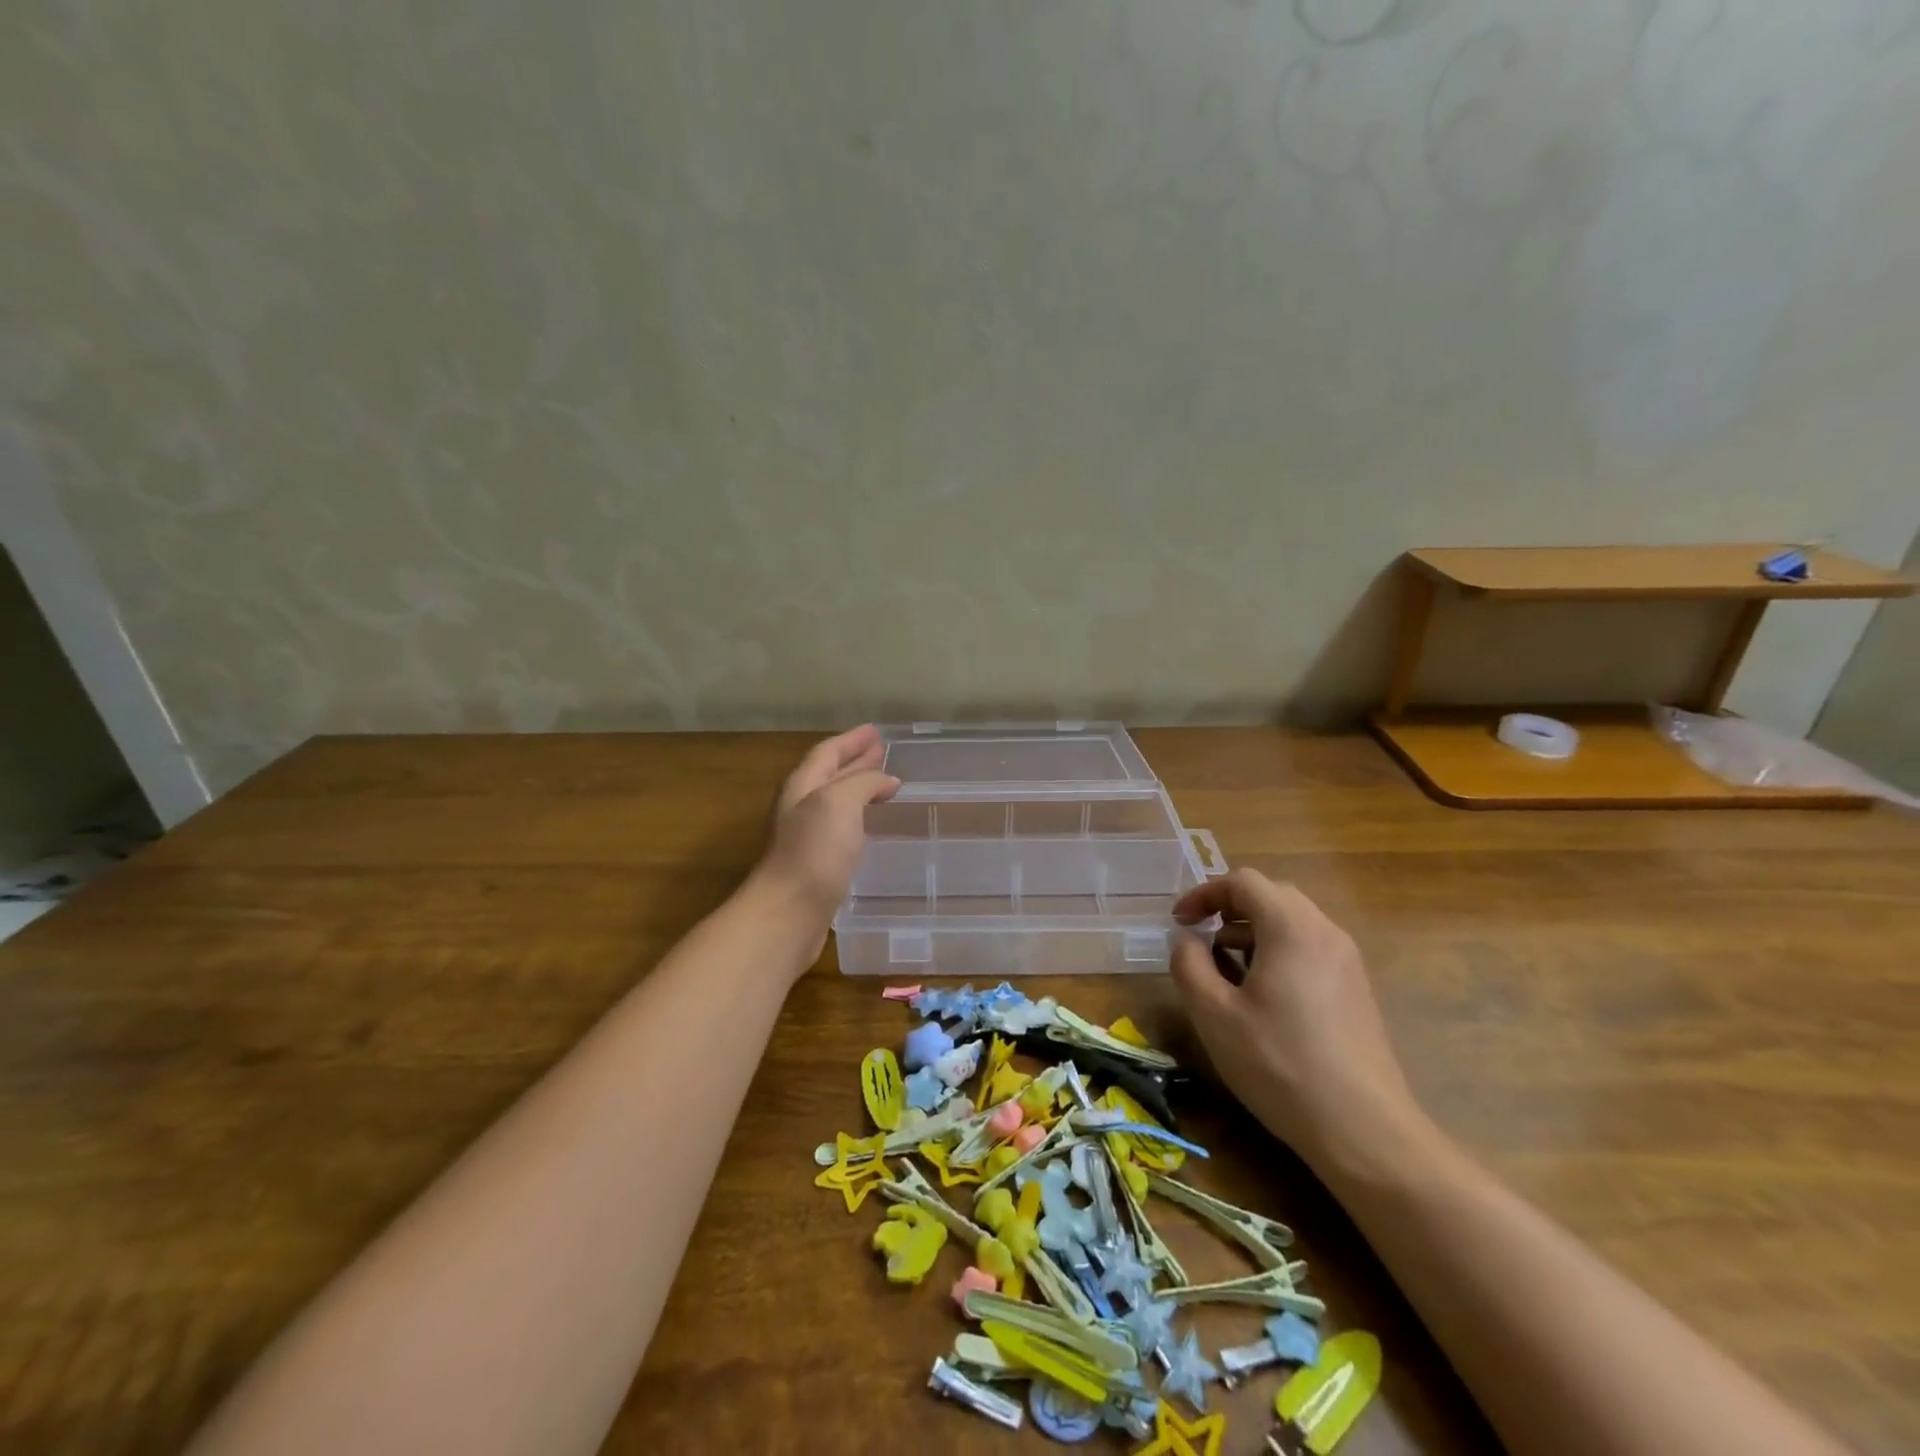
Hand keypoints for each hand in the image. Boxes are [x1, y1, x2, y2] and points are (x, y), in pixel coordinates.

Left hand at [748, 726, 900, 957]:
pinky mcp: (818, 863)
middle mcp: (801, 806)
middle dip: (856, 761)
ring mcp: (807, 836)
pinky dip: (859, 816)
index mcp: (803, 785)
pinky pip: (842, 827)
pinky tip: (871, 823)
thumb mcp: (839, 802)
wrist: (789, 913)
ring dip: (859, 787)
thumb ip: (863, 783)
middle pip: (830, 774)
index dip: (852, 740)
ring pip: (837, 801)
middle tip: (882, 752)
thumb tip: (887, 780)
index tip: (876, 731)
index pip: (828, 752)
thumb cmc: (814, 851)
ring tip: (884, 783)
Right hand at [1170, 869, 1429, 1177]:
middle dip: (1229, 909)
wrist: (1364, 1130)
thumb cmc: (1280, 1064)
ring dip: (1252, 932)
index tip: (1179, 922)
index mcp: (1291, 927)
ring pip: (1293, 922)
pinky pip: (1310, 948)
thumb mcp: (1214, 1014)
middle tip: (1200, 938)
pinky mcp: (1357, 989)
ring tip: (1225, 969)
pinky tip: (1262, 996)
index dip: (1204, 893)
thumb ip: (1189, 964)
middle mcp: (1325, 931)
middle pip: (1271, 896)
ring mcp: (1347, 961)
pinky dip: (1277, 952)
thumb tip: (1187, 940)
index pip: (1243, 882)